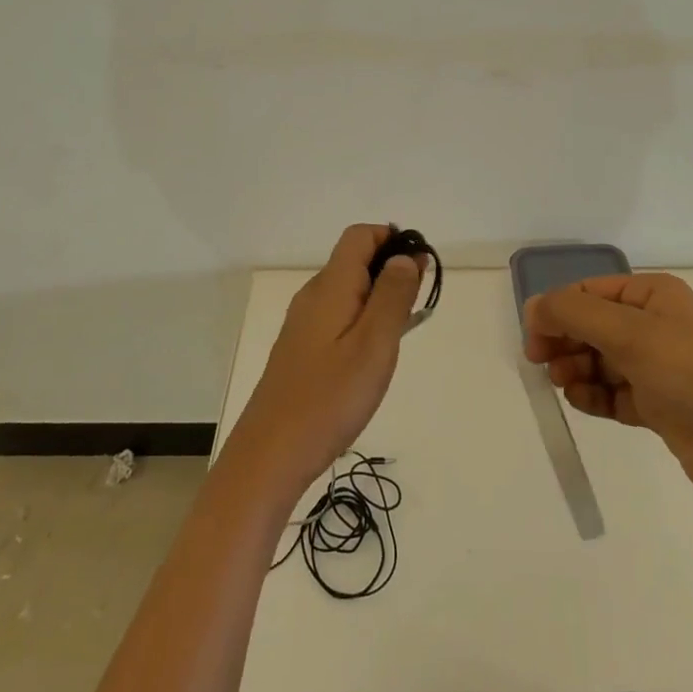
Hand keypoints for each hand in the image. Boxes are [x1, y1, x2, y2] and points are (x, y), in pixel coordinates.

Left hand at [226, 224, 424, 499]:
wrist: (270, 455)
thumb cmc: (329, 398)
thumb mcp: (374, 345)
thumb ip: (393, 296)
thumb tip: (405, 256)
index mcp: (330, 286)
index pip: (360, 236)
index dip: (392, 239)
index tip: (422, 268)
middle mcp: (313, 295)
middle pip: (355, 260)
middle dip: (391, 271)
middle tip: (417, 309)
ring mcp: (303, 323)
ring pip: (348, 290)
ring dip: (379, 298)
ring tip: (399, 336)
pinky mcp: (301, 348)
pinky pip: (338, 316)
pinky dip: (362, 320)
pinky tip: (372, 357)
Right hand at [524, 273, 692, 506]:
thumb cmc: (691, 373)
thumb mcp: (629, 332)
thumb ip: (573, 314)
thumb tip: (533, 306)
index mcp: (653, 294)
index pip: (590, 292)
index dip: (557, 310)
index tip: (533, 338)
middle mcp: (655, 324)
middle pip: (592, 325)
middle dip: (565, 342)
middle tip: (542, 364)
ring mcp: (659, 366)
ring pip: (600, 360)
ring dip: (577, 370)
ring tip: (566, 385)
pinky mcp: (660, 405)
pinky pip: (614, 392)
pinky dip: (594, 396)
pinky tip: (583, 402)